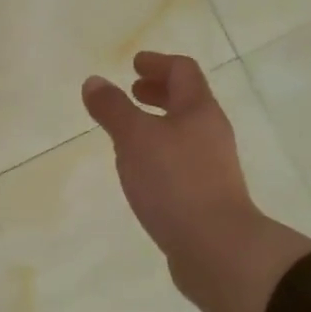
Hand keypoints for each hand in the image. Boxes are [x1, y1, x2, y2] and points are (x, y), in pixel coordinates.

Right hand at [83, 53, 310, 311]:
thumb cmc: (175, 183)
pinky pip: (182, 161)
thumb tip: (94, 82)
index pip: (183, 71)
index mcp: (199, 110)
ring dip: (158, 124)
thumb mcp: (135, 139)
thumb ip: (113, 109)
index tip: (134, 64)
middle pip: (187, 101)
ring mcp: (213, 166)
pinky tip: (141, 171)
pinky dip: (160, 153)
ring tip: (129, 133)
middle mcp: (211, 133)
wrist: (216, 248)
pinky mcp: (206, 195)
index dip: (158, 63)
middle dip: (159, 93)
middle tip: (132, 92)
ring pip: (184, 133)